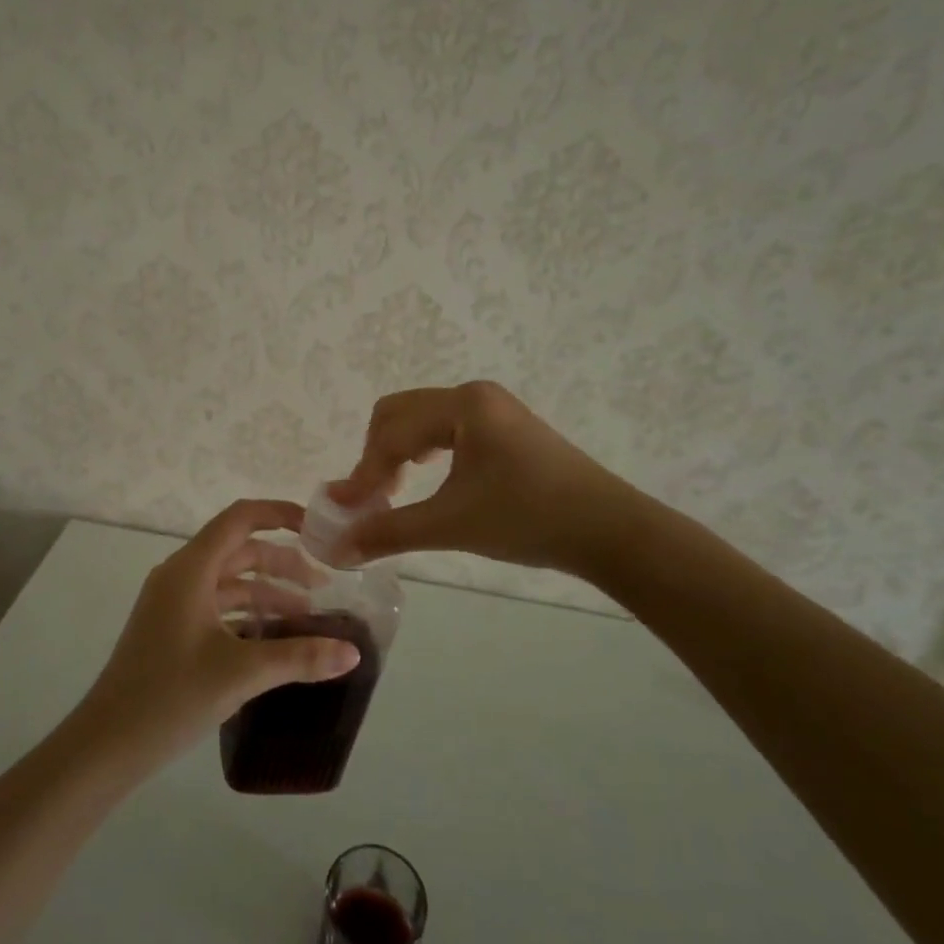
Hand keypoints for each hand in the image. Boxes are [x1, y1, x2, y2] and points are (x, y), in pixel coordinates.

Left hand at [75, 500, 361, 767]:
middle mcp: (180, 576)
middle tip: (323, 588)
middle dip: (282, 564)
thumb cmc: (170, 696)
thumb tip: (353, 652)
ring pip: (229, 583)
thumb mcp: (241, 673)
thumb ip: (299, 658)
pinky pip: (217, 607)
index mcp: (191, 569)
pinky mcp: (170, 630)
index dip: (279, 514)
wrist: (106, 745)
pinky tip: (273, 641)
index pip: (240, 519)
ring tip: (308, 619)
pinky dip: (247, 615)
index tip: (316, 528)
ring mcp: (172, 604)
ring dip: (267, 594)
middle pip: (239, 552)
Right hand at [331, 381, 634, 575]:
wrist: (609, 530)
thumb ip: (388, 533)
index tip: (346, 511)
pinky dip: (424, 452)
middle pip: (399, 414)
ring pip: (422, 420)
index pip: (391, 433)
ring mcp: (493, 408)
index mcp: (462, 405)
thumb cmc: (527, 518)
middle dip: (376, 455)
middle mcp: (474, 395)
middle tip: (372, 500)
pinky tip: (428, 478)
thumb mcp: (450, 525)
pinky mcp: (505, 427)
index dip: (363, 472)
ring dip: (398, 453)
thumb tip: (335, 549)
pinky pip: (446, 428)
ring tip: (395, 492)